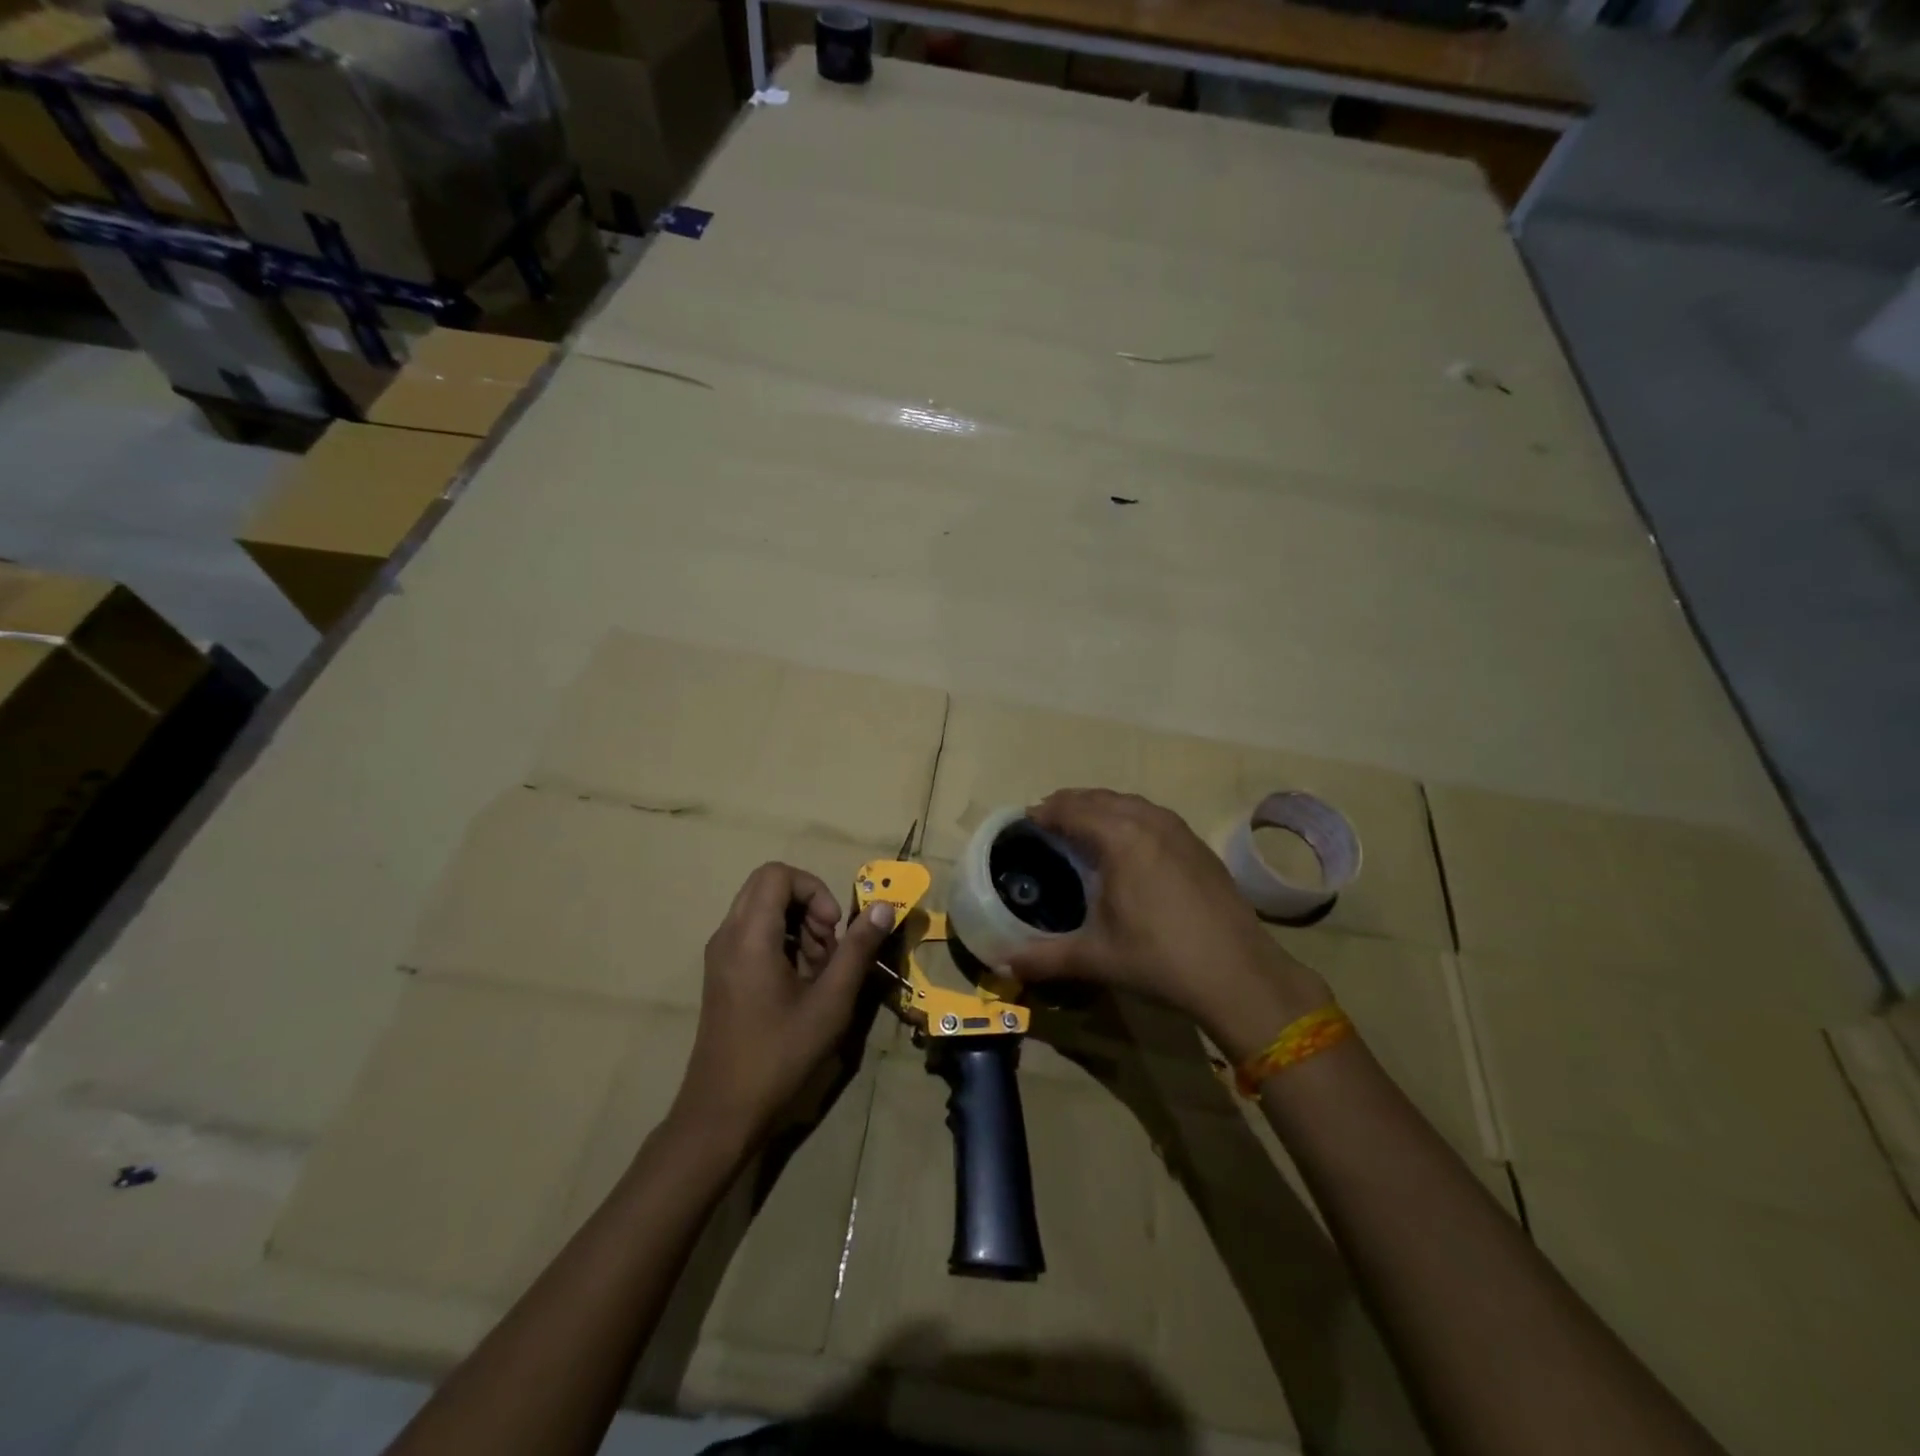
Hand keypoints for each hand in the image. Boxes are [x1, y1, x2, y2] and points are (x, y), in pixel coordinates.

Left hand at [673, 863, 895, 1150]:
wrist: (722, 1112)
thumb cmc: (779, 1055)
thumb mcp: (830, 1002)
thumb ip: (858, 949)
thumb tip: (884, 907)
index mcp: (749, 935)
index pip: (778, 874)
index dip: (814, 890)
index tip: (833, 929)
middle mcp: (727, 935)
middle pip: (769, 887)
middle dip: (808, 906)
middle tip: (828, 947)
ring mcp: (720, 954)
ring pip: (762, 910)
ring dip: (798, 926)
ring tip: (819, 970)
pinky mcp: (722, 973)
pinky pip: (753, 934)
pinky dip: (782, 942)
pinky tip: (800, 983)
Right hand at [1006, 789, 1329, 1060]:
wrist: (1239, 974)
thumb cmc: (1159, 960)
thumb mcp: (1096, 958)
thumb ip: (1045, 958)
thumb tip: (1003, 966)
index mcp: (1119, 838)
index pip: (1073, 811)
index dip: (1046, 812)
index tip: (1027, 819)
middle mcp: (1148, 822)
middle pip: (1100, 799)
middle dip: (1071, 803)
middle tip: (1048, 818)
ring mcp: (1179, 830)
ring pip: (1130, 802)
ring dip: (1101, 805)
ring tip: (1083, 823)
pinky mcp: (1198, 845)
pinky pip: (1153, 814)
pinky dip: (1129, 815)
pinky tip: (1128, 839)